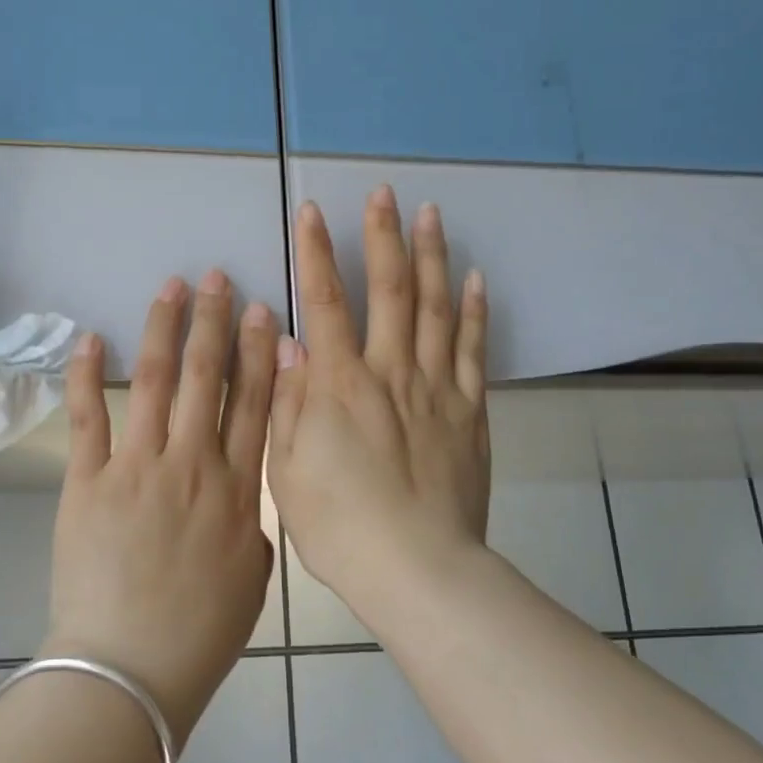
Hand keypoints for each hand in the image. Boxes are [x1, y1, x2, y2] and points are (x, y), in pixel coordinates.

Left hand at [44, 269, 276, 746]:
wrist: (129, 669)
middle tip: (218, 279)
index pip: (255, 403)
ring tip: (171, 288)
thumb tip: (242, 493)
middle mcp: (191, 464)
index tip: (263, 312)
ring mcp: (136, 468)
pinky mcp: (87, 482)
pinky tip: (92, 337)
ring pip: (155, 382)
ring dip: (164, 329)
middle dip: (214, 322)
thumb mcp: (253, 578)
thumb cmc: (200, 633)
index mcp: (236, 489)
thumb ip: (253, 525)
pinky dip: (87, 375)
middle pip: (207, 378)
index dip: (259, 353)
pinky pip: (87, 418)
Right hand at [267, 189, 490, 608]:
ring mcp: (436, 388)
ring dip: (432, 257)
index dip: (316, 253)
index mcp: (339, 385)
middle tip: (384, 193)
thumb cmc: (340, 525)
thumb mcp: (288, 469)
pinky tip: (474, 279)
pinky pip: (472, 350)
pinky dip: (473, 311)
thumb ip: (289, 402)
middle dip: (383, 236)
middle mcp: (389, 372)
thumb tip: (290, 345)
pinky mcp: (470, 411)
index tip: (312, 212)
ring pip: (435, 308)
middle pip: (389, 290)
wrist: (417, 569)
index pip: (324, 302)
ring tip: (431, 214)